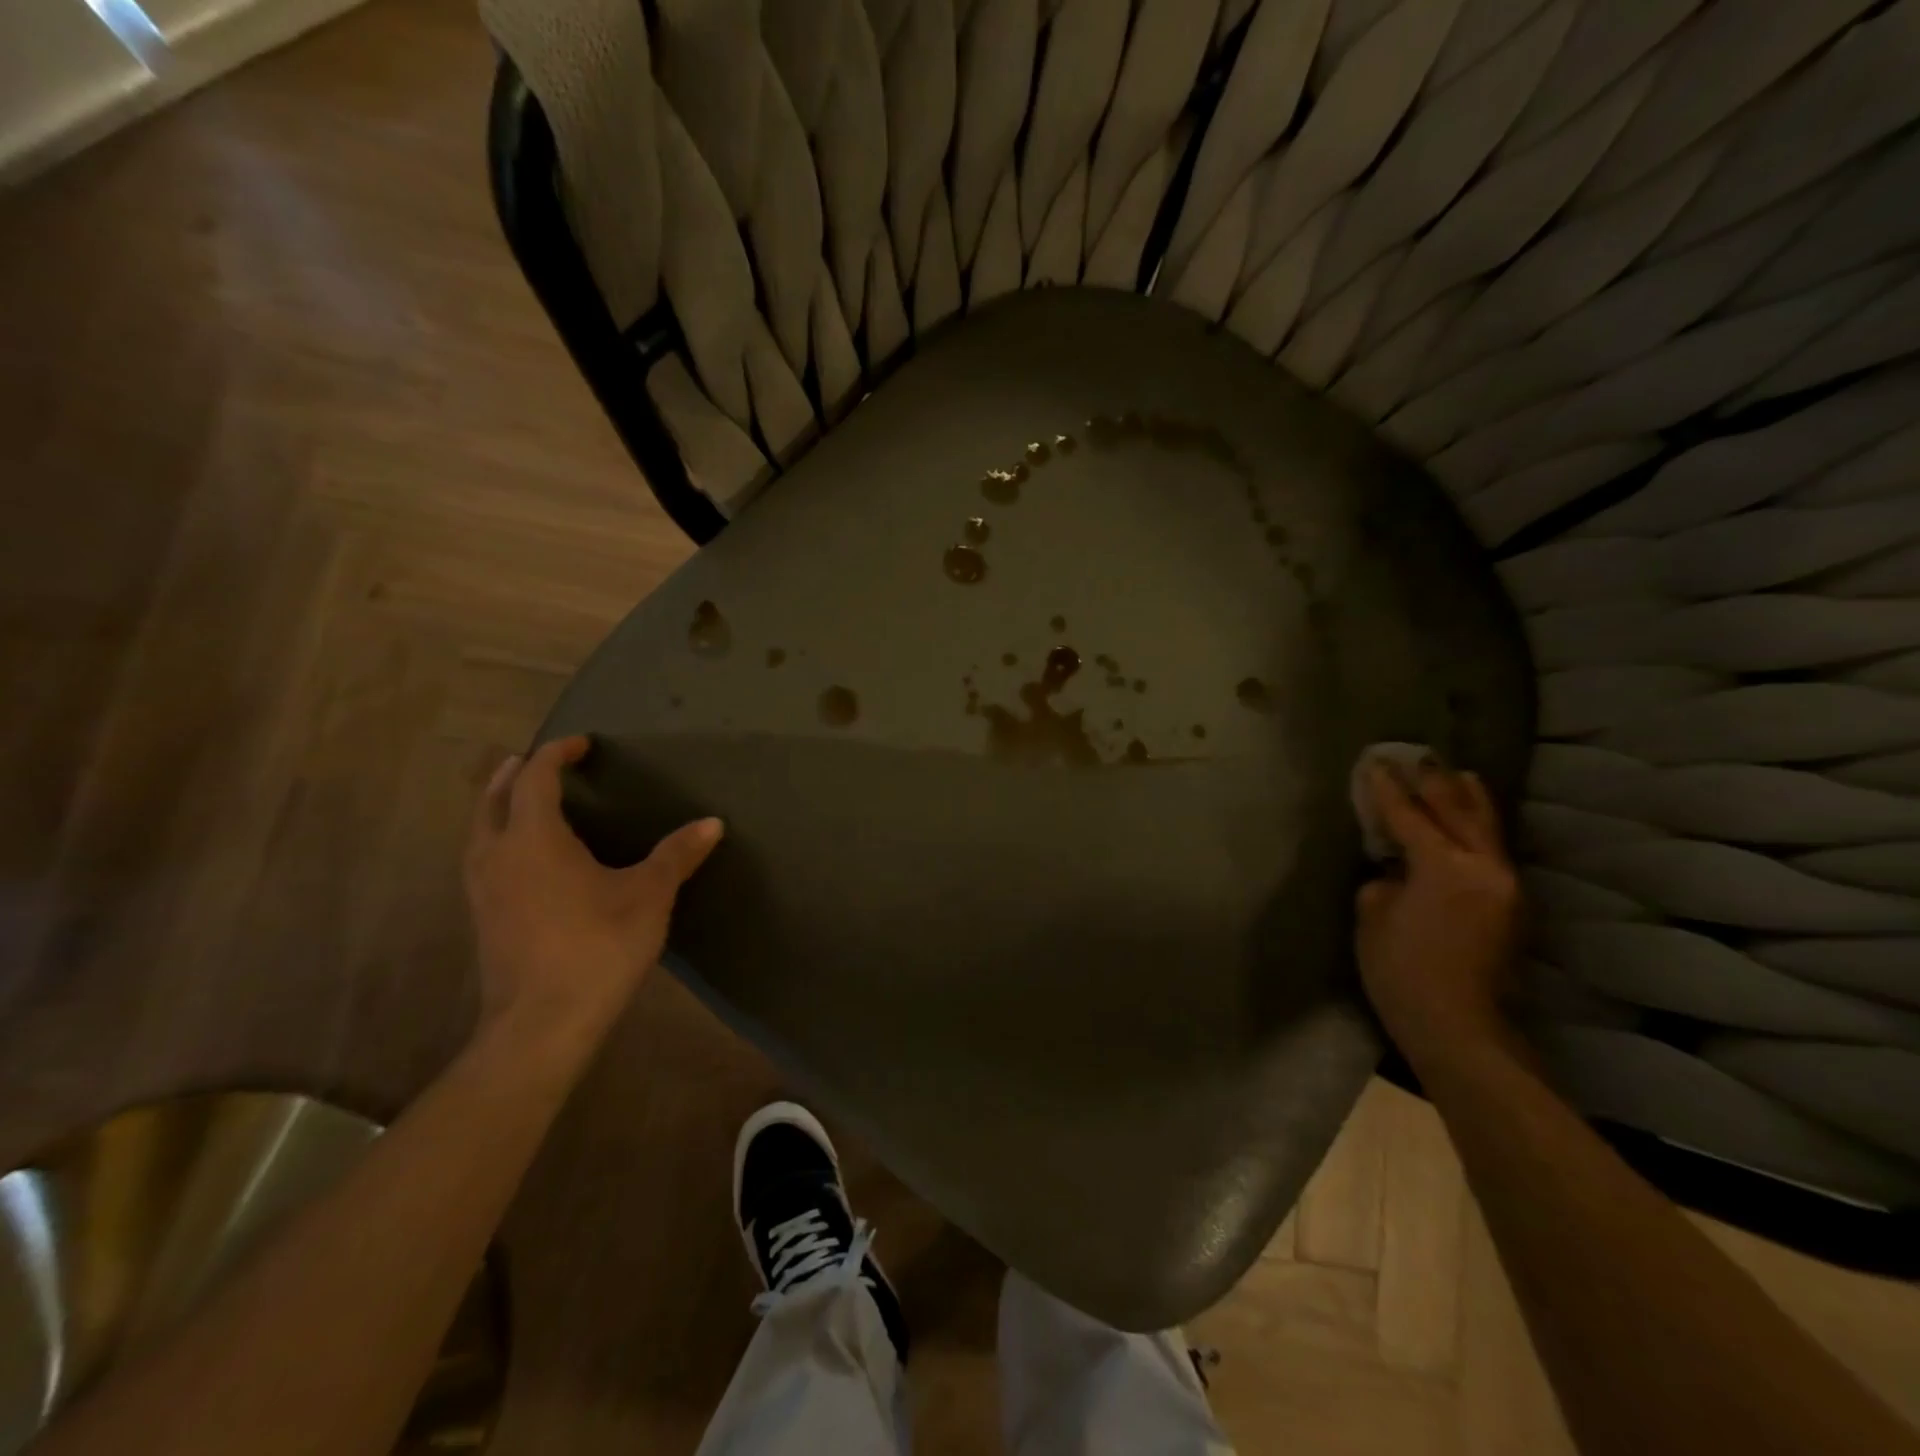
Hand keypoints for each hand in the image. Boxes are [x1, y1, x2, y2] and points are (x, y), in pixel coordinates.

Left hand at [464, 736, 722, 1057]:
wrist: (540, 1026)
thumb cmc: (597, 948)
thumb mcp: (648, 896)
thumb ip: (677, 854)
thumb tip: (712, 822)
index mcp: (534, 839)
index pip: (535, 778)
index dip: (556, 754)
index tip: (581, 744)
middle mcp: (497, 855)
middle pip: (492, 798)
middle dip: (514, 773)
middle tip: (540, 761)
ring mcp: (482, 889)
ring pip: (479, 830)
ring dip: (499, 805)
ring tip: (524, 801)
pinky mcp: (482, 918)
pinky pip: (482, 858)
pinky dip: (498, 838)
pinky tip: (524, 859)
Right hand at [1355, 761, 1521, 1063]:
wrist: (1461, 1028)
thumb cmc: (1403, 972)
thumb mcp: (1373, 918)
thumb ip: (1385, 881)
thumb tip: (1397, 871)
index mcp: (1444, 867)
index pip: (1410, 815)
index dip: (1388, 789)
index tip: (1374, 763)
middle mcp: (1485, 867)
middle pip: (1460, 811)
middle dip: (1436, 782)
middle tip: (1418, 755)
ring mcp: (1506, 887)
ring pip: (1487, 828)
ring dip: (1469, 799)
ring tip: (1459, 774)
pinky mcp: (1513, 907)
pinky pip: (1493, 850)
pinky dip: (1478, 827)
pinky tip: (1470, 821)